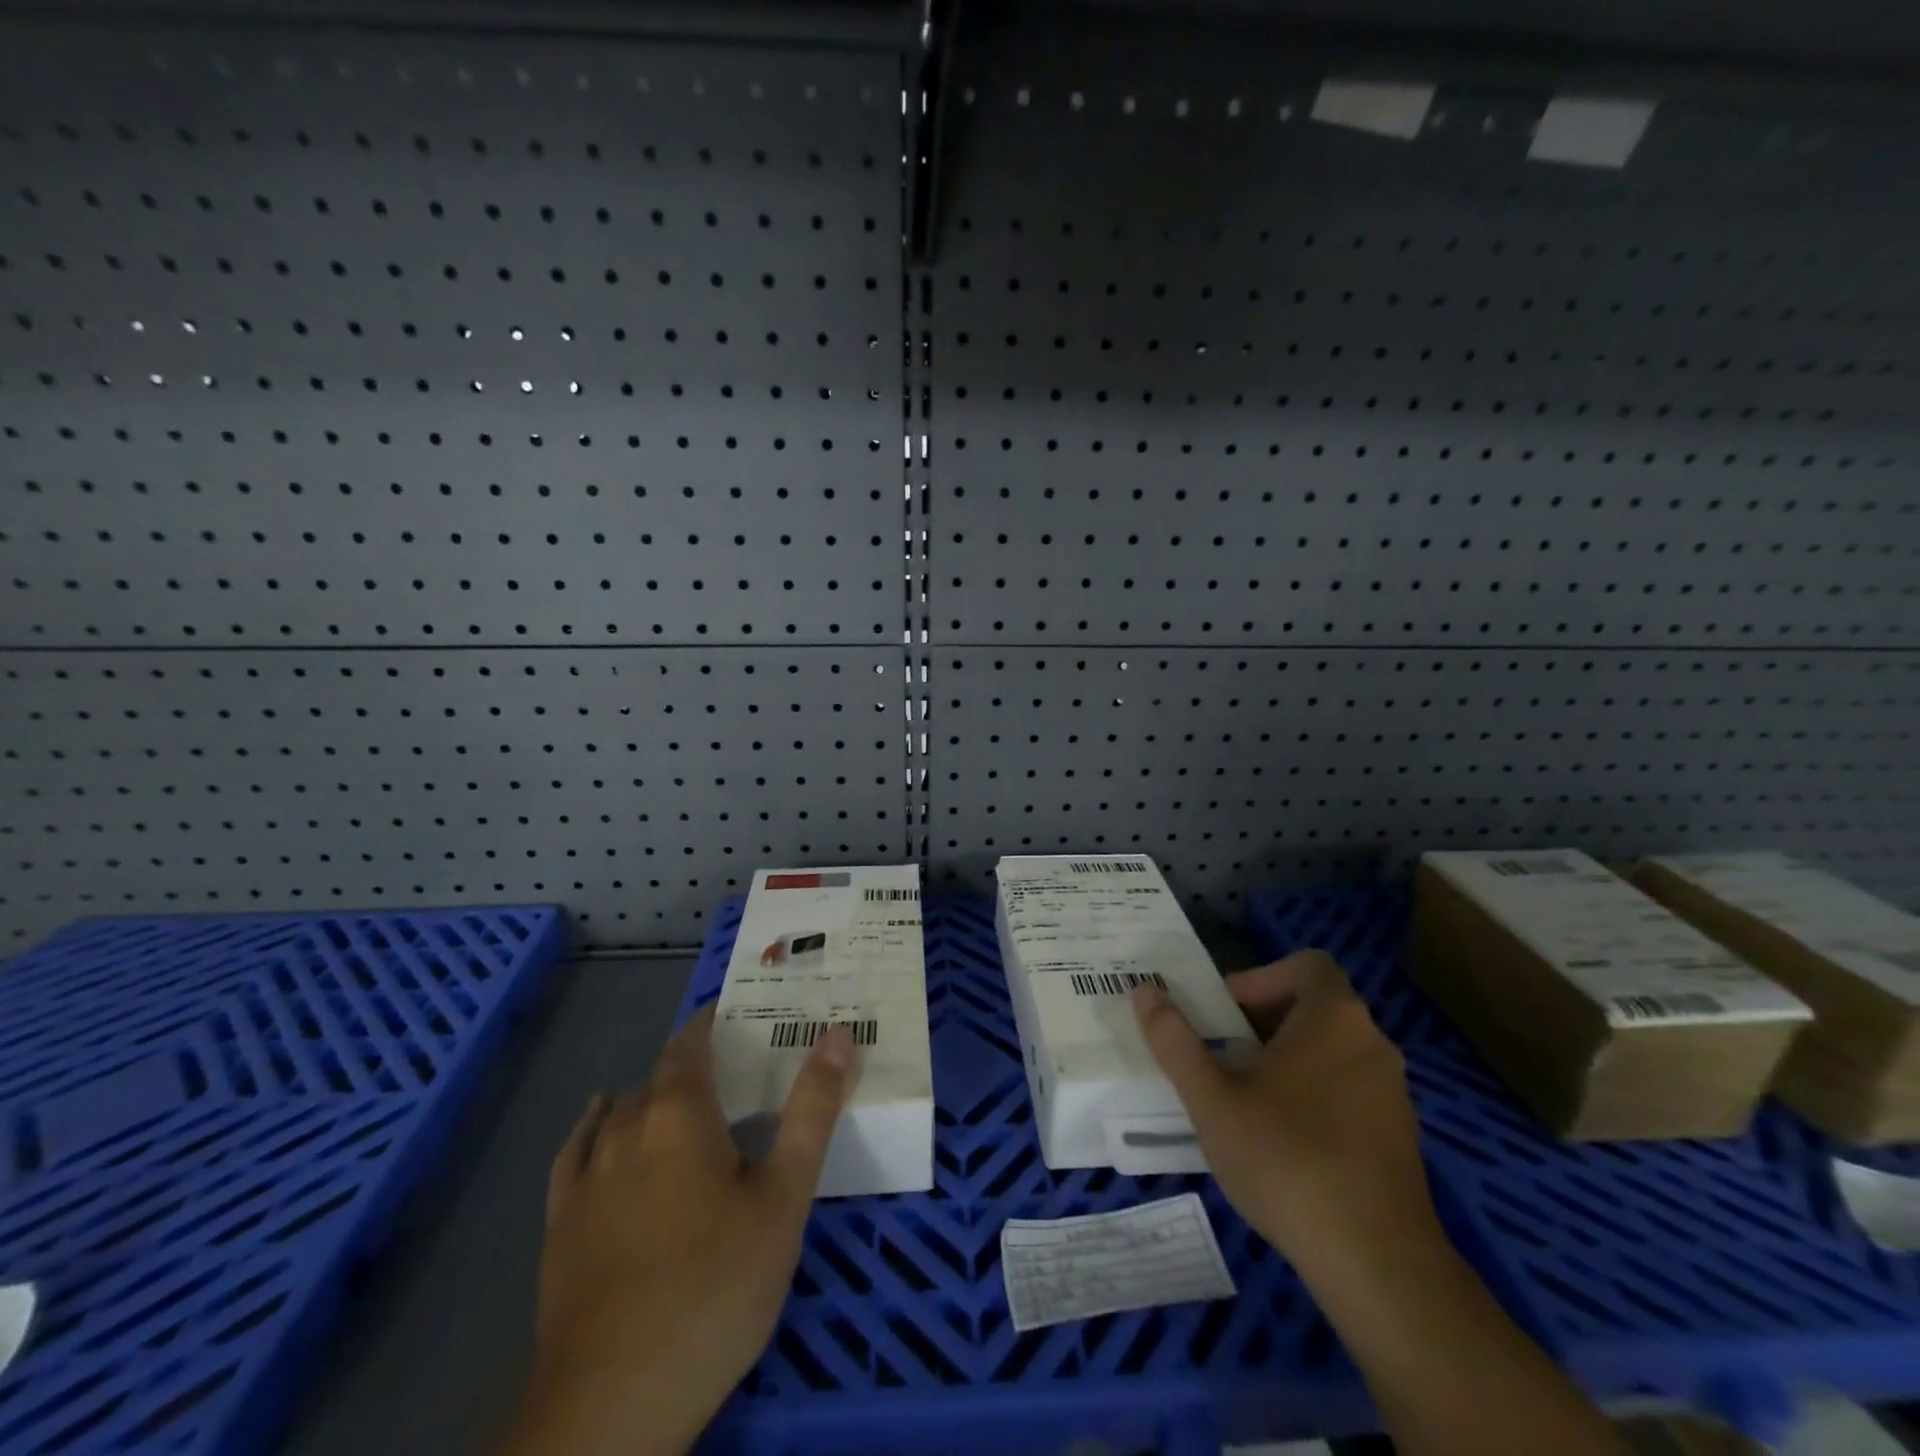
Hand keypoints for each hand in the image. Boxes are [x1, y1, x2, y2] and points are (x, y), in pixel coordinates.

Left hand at [499, 1008, 856, 1455]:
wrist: (613, 1404)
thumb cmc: (715, 1286)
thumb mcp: (784, 1196)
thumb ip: (811, 1110)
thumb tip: (837, 1034)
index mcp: (677, 1113)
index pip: (691, 1042)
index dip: (713, 1022)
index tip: (742, 1015)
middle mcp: (624, 1128)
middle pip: (660, 1077)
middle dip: (696, 1065)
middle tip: (737, 1073)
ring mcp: (586, 1178)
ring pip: (622, 1113)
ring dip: (654, 1098)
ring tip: (687, 1104)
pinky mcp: (561, 1225)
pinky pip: (577, 1152)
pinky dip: (594, 1127)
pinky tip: (600, 1121)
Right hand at [1130, 951, 1438, 1279]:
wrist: (1377, 1264)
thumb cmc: (1286, 1160)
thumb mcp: (1212, 1098)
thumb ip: (1174, 1039)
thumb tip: (1144, 989)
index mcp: (1333, 1018)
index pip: (1305, 965)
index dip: (1260, 978)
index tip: (1224, 1015)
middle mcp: (1372, 1042)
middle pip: (1313, 1006)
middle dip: (1262, 1021)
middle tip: (1222, 1056)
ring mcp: (1393, 1092)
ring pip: (1330, 1051)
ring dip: (1286, 1059)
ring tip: (1245, 1099)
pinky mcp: (1400, 1136)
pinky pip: (1349, 1090)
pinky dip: (1313, 1094)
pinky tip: (1284, 1142)